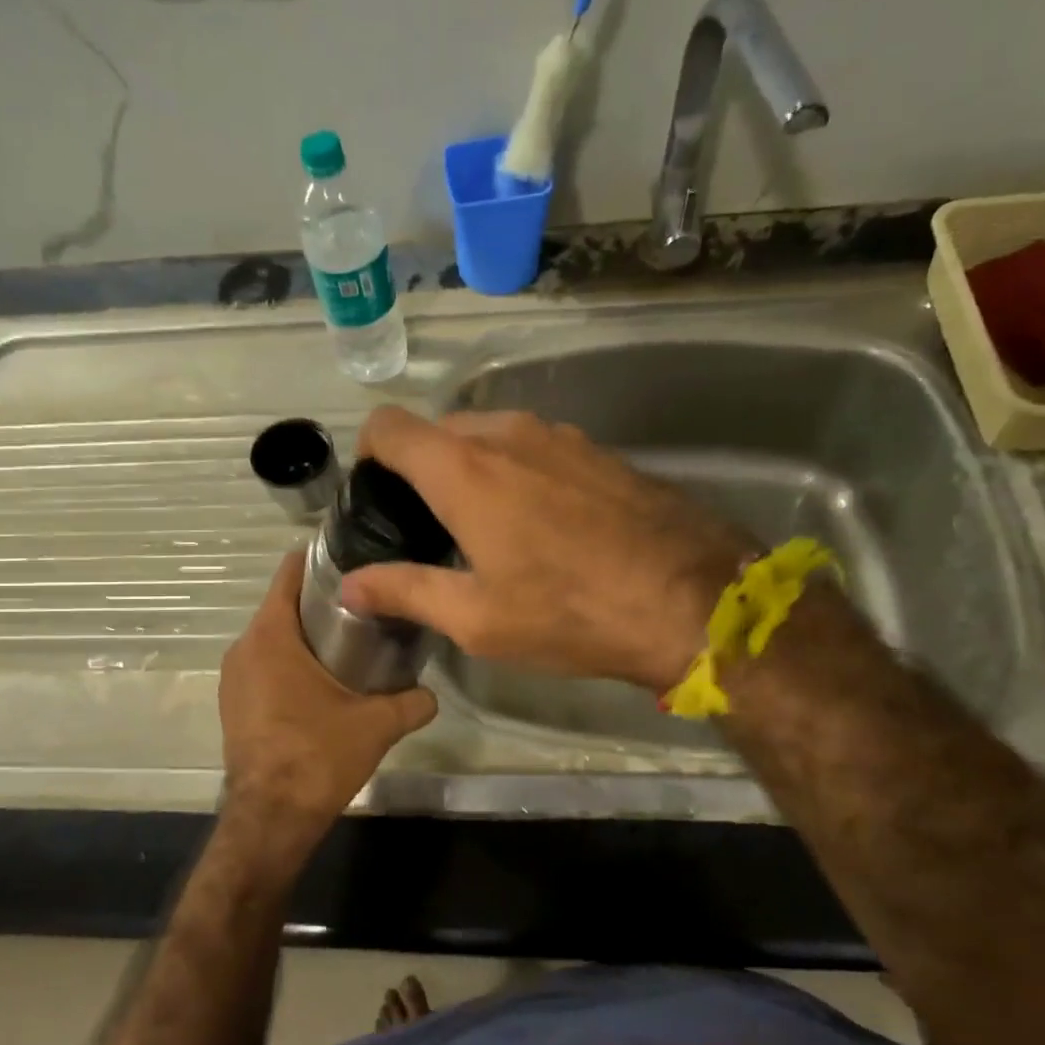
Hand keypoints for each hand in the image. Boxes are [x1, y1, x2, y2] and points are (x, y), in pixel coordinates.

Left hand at [218, 549, 436, 841]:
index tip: (352, 557)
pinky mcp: (234, 704)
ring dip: (306, 635)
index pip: (289, 573)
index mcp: (271, 636)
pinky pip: (264, 666)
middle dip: (322, 601)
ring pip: (274, 638)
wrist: (271, 818)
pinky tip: (323, 681)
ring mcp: (234, 678)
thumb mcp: (376, 725)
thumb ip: (411, 702)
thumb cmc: (318, 756)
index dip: (319, 559)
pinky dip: (290, 663)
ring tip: (351, 640)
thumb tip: (433, 695)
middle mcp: (244, 648)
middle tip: (367, 603)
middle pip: (284, 605)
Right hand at [339, 407, 753, 693]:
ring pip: (491, 435)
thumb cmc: (571, 613)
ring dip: (474, 469)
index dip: (370, 453)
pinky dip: (519, 471)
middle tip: (430, 526)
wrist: (695, 601)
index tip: (378, 495)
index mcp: (464, 470)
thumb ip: (406, 591)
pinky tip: (545, 524)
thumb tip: (349, 586)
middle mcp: (507, 434)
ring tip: (488, 528)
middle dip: (422, 468)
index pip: (390, 426)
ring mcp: (560, 436)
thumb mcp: (477, 618)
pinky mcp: (599, 450)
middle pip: (439, 429)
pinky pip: (537, 447)